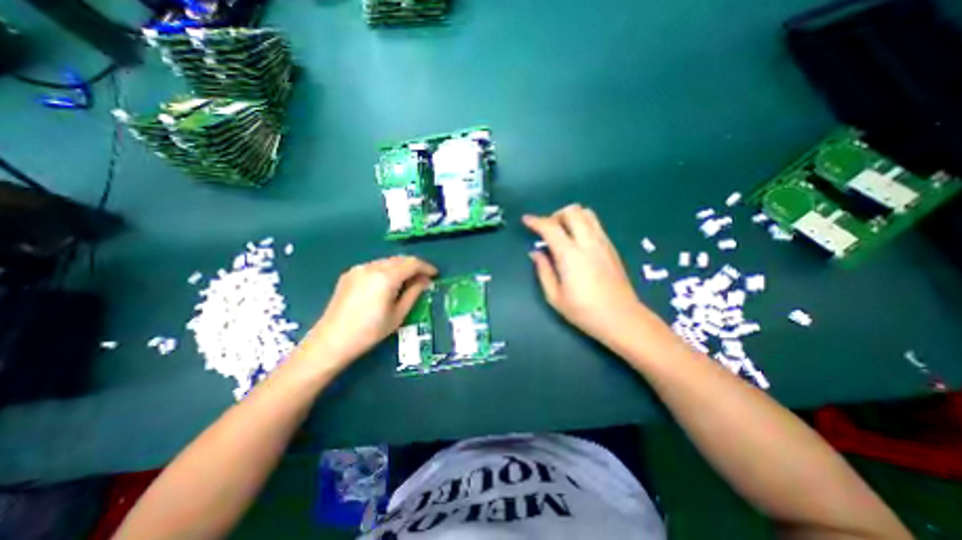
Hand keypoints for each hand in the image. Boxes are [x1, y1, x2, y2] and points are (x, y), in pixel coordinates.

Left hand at [301, 255, 437, 371]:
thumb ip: (414, 293)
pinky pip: (374, 266)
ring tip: (408, 281)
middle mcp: (372, 267)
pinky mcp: (349, 274)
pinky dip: (387, 270)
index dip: (426, 267)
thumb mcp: (398, 314)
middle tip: (424, 278)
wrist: (331, 341)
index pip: (412, 263)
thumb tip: (425, 280)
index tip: (435, 274)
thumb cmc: (370, 332)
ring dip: (401, 267)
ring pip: (387, 261)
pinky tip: (388, 283)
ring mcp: (359, 269)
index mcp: (386, 277)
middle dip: (414, 266)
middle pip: (400, 259)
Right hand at [526, 205, 653, 346]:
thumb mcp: (554, 296)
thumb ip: (543, 270)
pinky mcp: (611, 247)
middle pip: (572, 211)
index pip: (550, 227)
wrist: (621, 318)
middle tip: (547, 230)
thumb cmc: (584, 311)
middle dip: (555, 215)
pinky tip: (577, 241)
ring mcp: (603, 242)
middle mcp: (588, 242)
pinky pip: (595, 224)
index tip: (526, 220)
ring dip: (571, 217)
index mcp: (570, 255)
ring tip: (562, 233)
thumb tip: (535, 253)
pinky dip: (582, 224)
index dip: (535, 221)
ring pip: (587, 213)